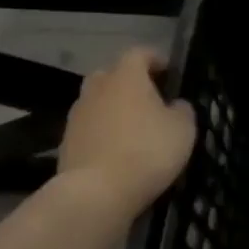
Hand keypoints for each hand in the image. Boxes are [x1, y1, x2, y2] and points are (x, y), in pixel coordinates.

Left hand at [56, 48, 196, 216]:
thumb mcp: (183, 129)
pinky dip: (102, 133)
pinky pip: (89, 128)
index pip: (138, 53)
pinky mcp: (65, 144)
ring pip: (98, 102)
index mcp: (127, 77)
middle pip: (111, 75)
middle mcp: (97, 89)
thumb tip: (174, 105)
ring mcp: (77, 117)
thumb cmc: (147, 151)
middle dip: (129, 82)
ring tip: (134, 128)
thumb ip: (182, 110)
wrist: (95, 194)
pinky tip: (117, 151)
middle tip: (149, 98)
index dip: (155, 58)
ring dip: (114, 109)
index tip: (168, 71)